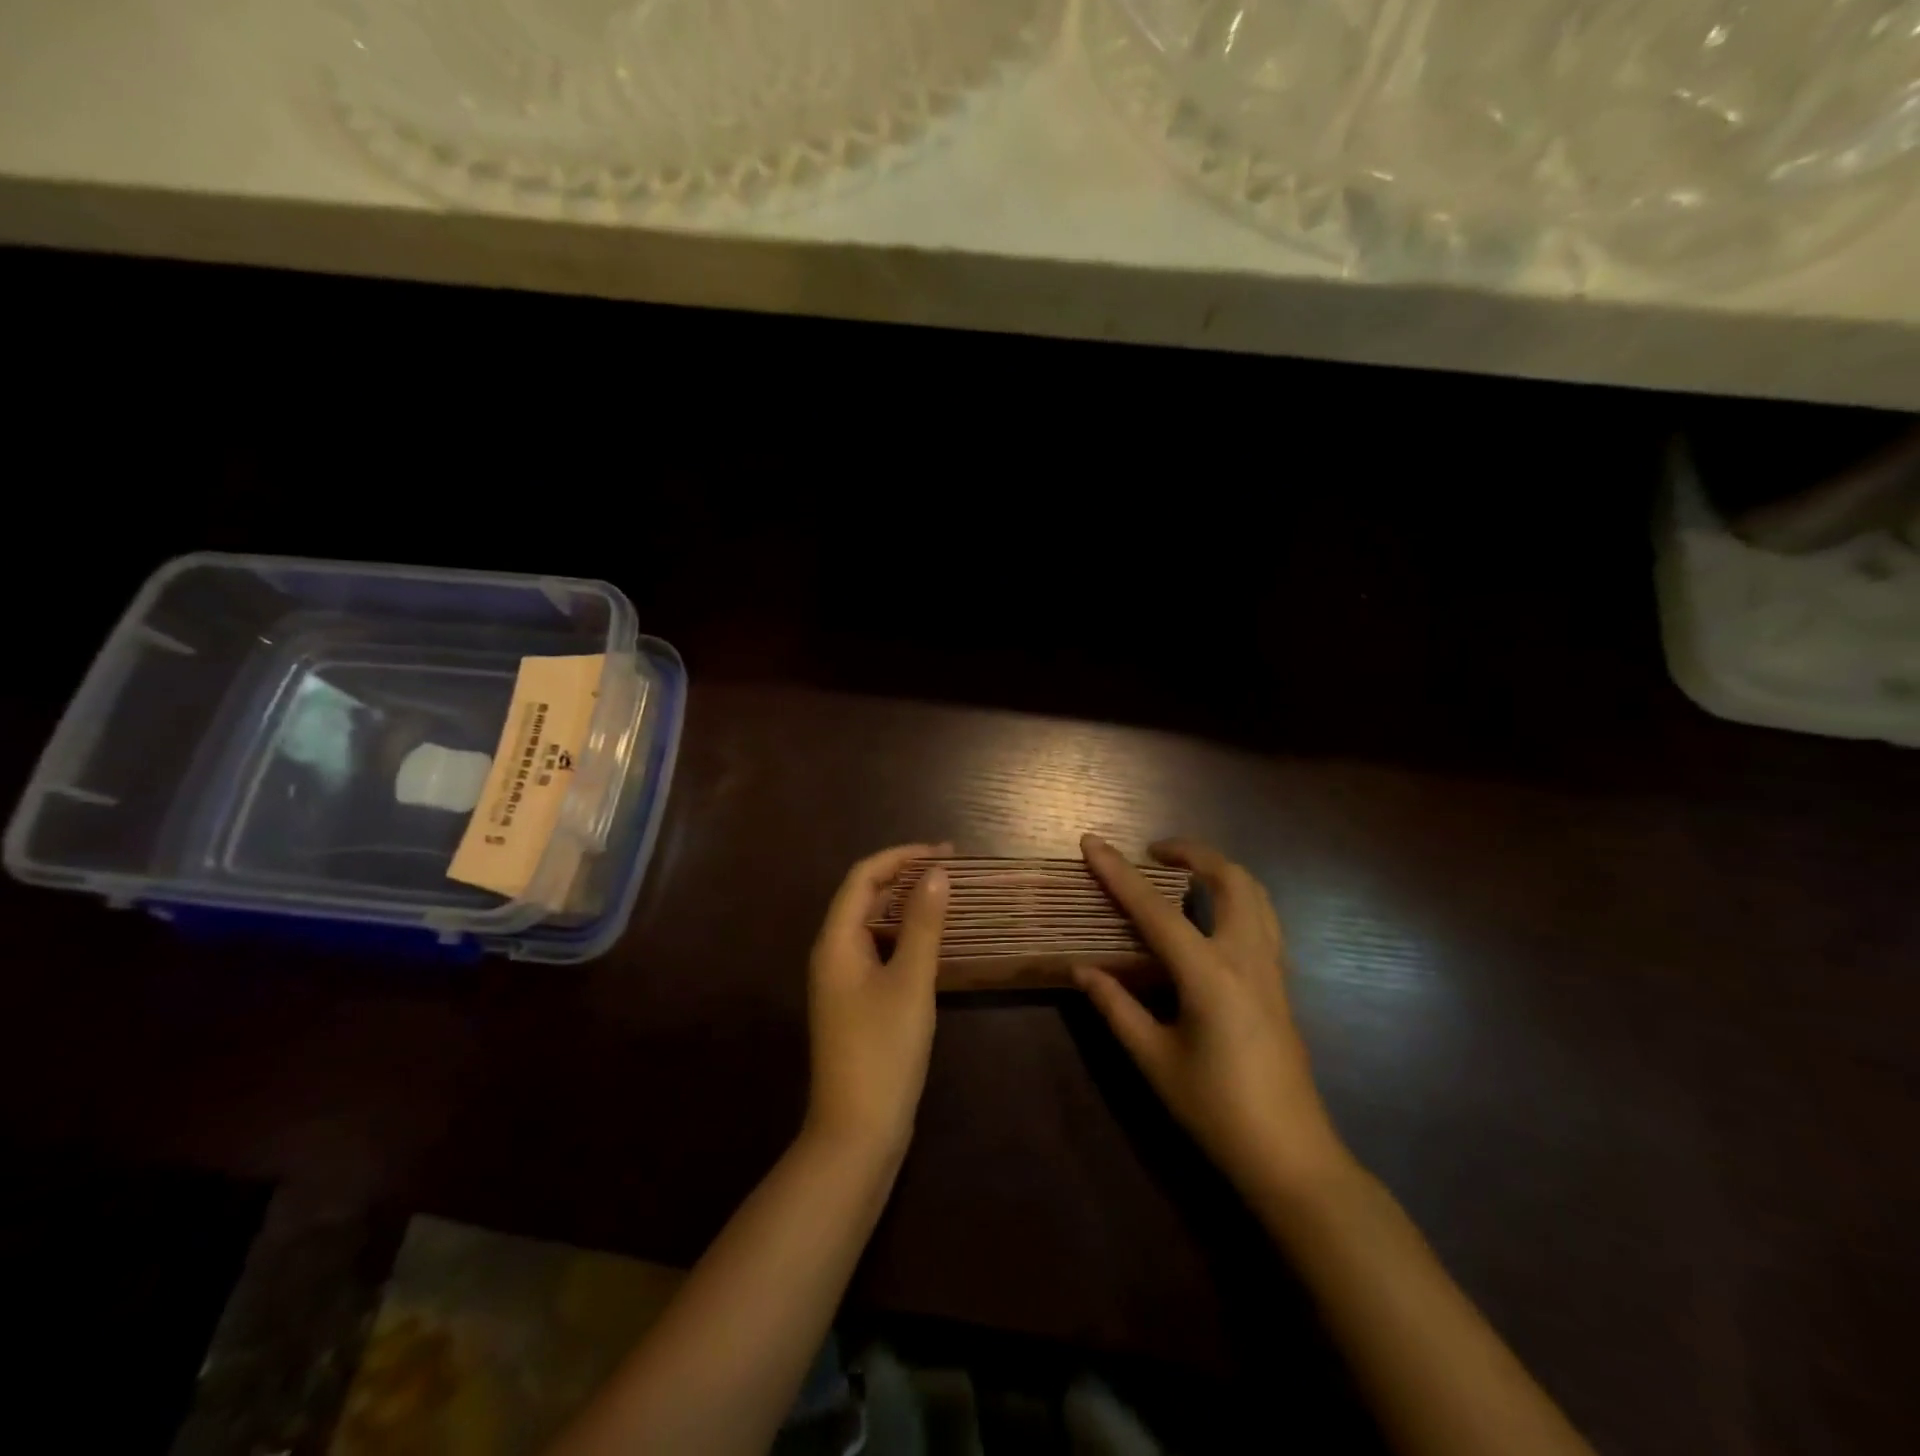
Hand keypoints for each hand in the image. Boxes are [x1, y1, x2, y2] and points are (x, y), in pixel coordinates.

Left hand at [803, 843, 951, 1165]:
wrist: (857, 1132)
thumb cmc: (883, 1050)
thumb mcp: (910, 982)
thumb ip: (923, 925)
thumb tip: (937, 874)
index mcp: (836, 941)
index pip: (863, 876)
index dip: (902, 856)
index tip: (945, 853)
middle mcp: (832, 953)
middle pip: (864, 897)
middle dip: (905, 876)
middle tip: (952, 870)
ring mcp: (842, 980)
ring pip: (872, 925)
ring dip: (906, 906)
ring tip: (947, 897)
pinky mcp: (855, 1003)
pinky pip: (878, 951)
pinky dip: (904, 936)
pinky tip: (933, 942)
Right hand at [1075, 833, 1349, 1200]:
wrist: (1291, 1157)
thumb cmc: (1216, 1110)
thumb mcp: (1154, 1060)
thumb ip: (1116, 1007)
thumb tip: (1082, 969)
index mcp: (1209, 974)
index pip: (1155, 909)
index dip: (1118, 873)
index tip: (1091, 842)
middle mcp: (1246, 957)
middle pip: (1229, 878)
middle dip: (1191, 852)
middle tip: (1152, 853)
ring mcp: (1271, 968)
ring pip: (1255, 893)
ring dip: (1219, 869)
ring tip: (1182, 874)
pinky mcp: (1281, 983)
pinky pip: (1263, 918)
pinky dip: (1235, 896)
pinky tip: (1210, 917)